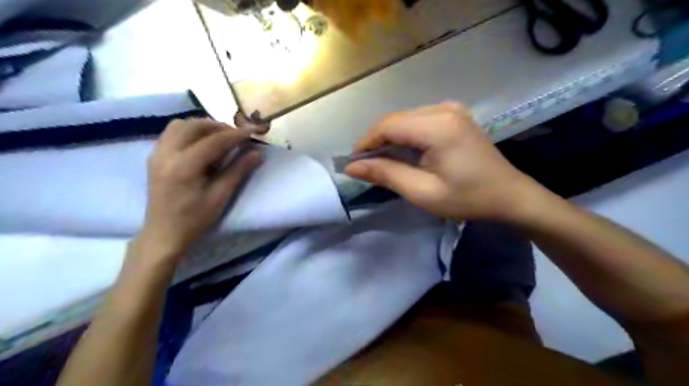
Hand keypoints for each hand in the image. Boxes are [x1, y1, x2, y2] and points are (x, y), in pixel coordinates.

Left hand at [137, 118, 262, 262]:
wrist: (163, 233)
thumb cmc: (194, 219)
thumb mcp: (220, 196)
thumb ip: (238, 170)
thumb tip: (258, 153)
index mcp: (184, 166)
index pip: (214, 141)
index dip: (237, 134)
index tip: (254, 131)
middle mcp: (166, 153)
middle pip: (194, 125)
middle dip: (219, 127)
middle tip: (237, 136)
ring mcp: (156, 153)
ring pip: (180, 125)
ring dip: (203, 126)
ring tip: (220, 138)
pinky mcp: (154, 156)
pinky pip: (172, 133)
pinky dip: (190, 132)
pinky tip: (202, 144)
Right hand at [344, 100, 544, 221]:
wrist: (509, 195)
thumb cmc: (467, 198)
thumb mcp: (422, 191)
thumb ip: (386, 174)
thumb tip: (352, 166)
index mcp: (437, 126)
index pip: (387, 125)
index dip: (365, 142)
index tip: (353, 163)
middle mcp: (443, 108)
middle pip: (395, 119)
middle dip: (376, 141)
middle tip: (365, 165)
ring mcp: (450, 109)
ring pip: (404, 119)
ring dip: (388, 138)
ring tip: (382, 161)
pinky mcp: (453, 115)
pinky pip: (418, 120)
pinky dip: (404, 135)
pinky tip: (403, 153)